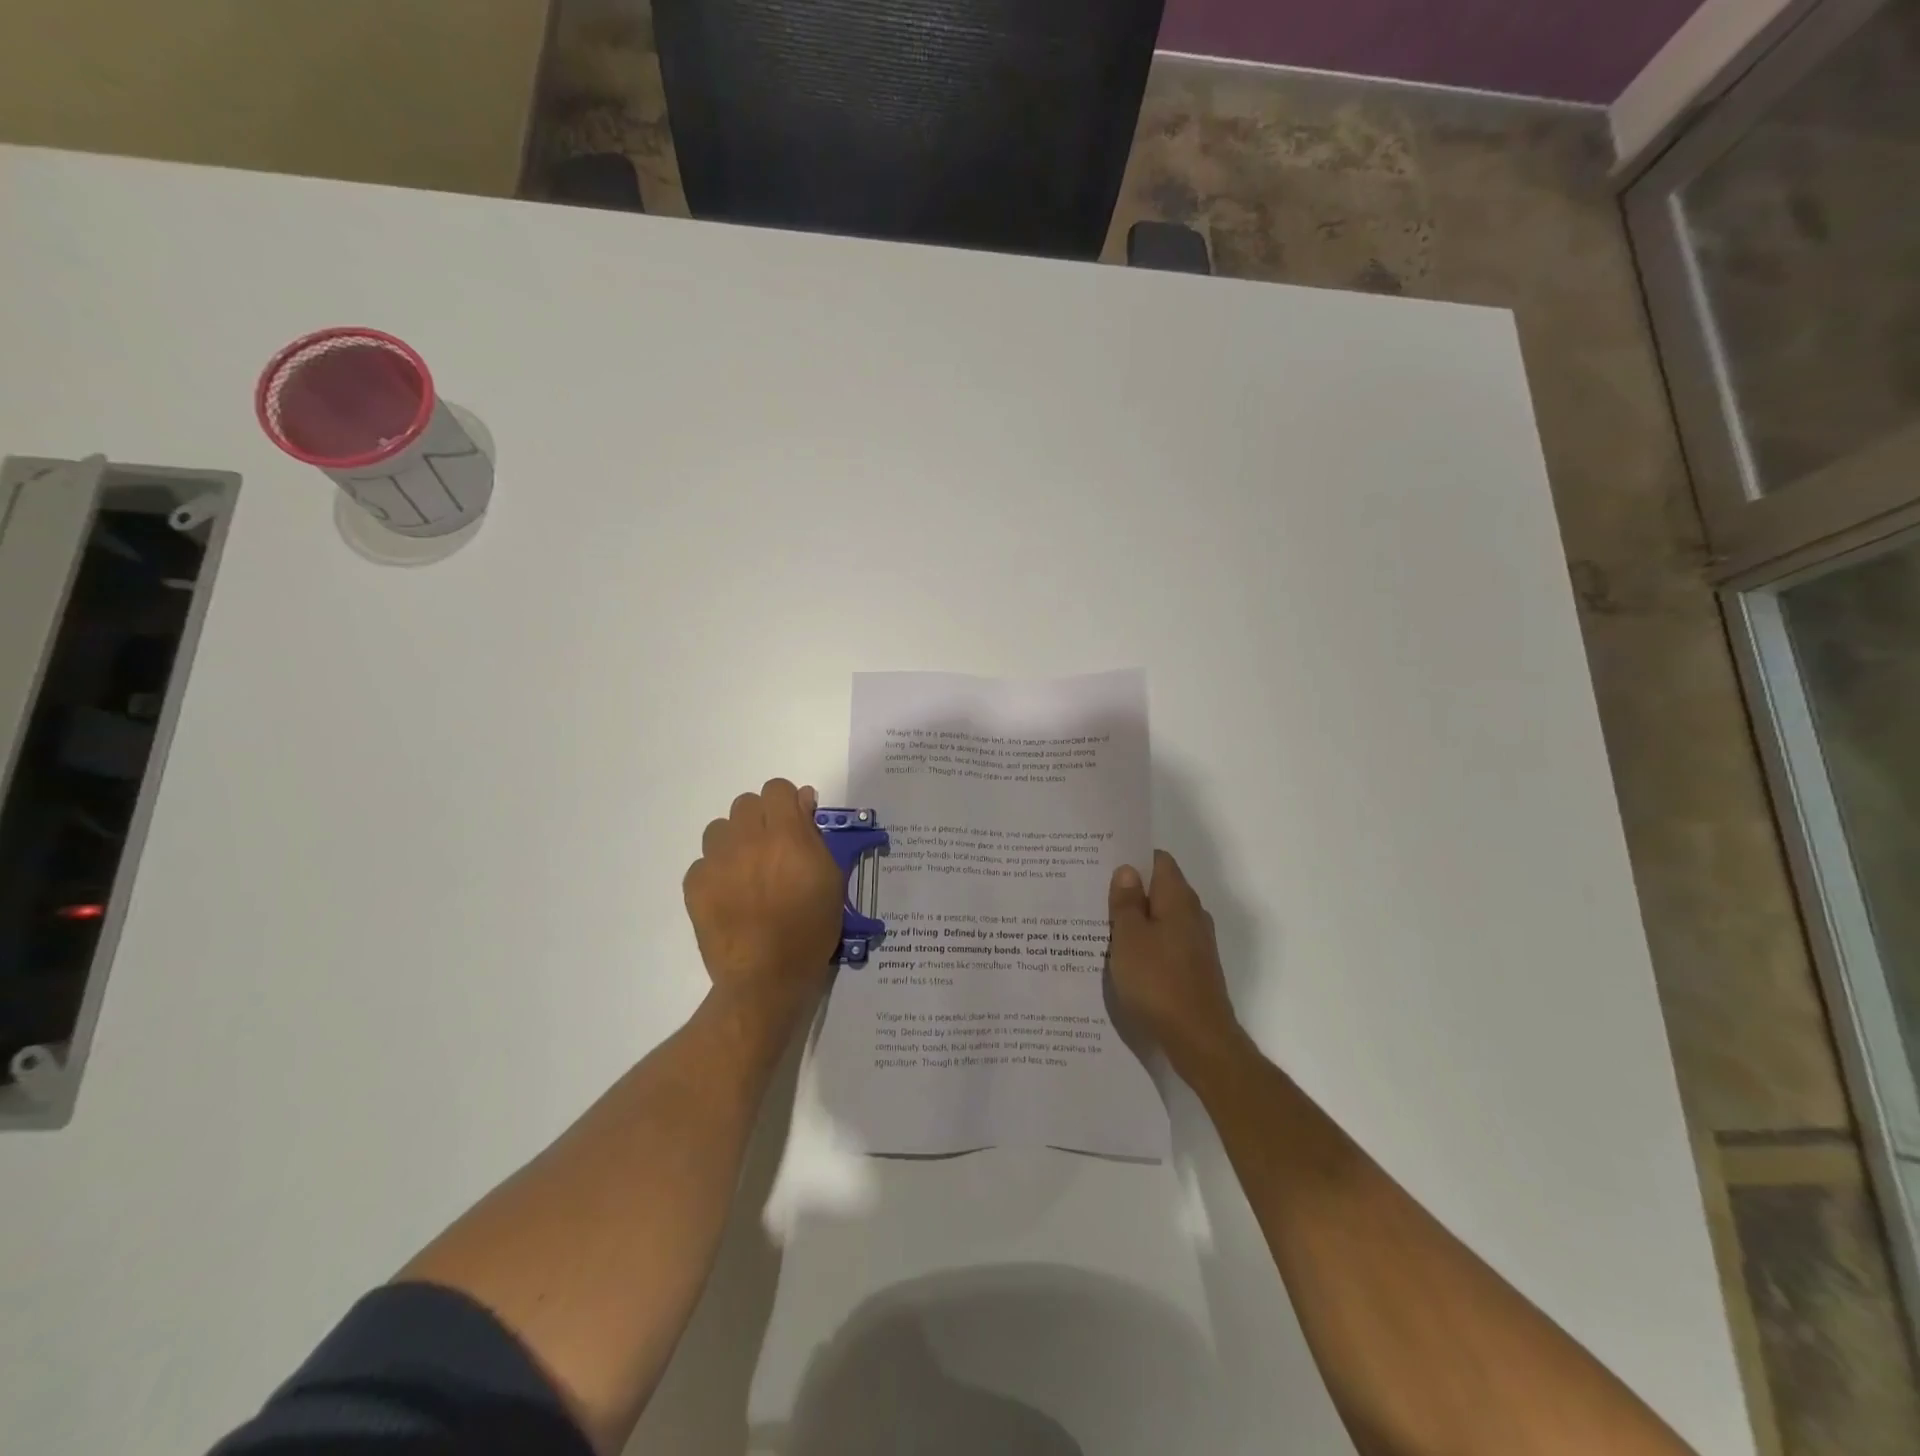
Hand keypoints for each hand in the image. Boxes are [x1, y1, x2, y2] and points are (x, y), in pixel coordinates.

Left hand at [684, 779, 843, 1017]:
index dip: (787, 803)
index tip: (796, 825)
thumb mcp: (831, 879)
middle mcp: (748, 840)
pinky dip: (716, 872)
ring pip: (720, 828)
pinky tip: (730, 897)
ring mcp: (716, 861)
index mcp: (786, 835)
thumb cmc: (810, 930)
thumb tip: (803, 802)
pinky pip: (703, 862)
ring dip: (735, 841)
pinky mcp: (694, 885)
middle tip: (773, 850)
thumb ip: (816, 835)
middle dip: (761, 819)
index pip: (777, 789)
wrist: (766, 978)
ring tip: (748, 871)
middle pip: (746, 803)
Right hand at [1108, 851, 1245, 1074]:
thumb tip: (1128, 870)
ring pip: (1161, 918)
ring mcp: (1196, 943)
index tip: (1103, 861)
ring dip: (1136, 919)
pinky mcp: (1193, 969)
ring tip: (1099, 923)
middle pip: (1159, 889)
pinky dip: (1145, 943)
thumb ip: (1126, 902)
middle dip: (1130, 889)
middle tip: (1093, 891)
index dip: (1132, 857)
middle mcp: (1193, 915)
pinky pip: (1165, 943)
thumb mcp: (1129, 937)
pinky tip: (1122, 957)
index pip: (1158, 860)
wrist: (1198, 1039)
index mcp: (1178, 899)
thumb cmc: (1158, 981)